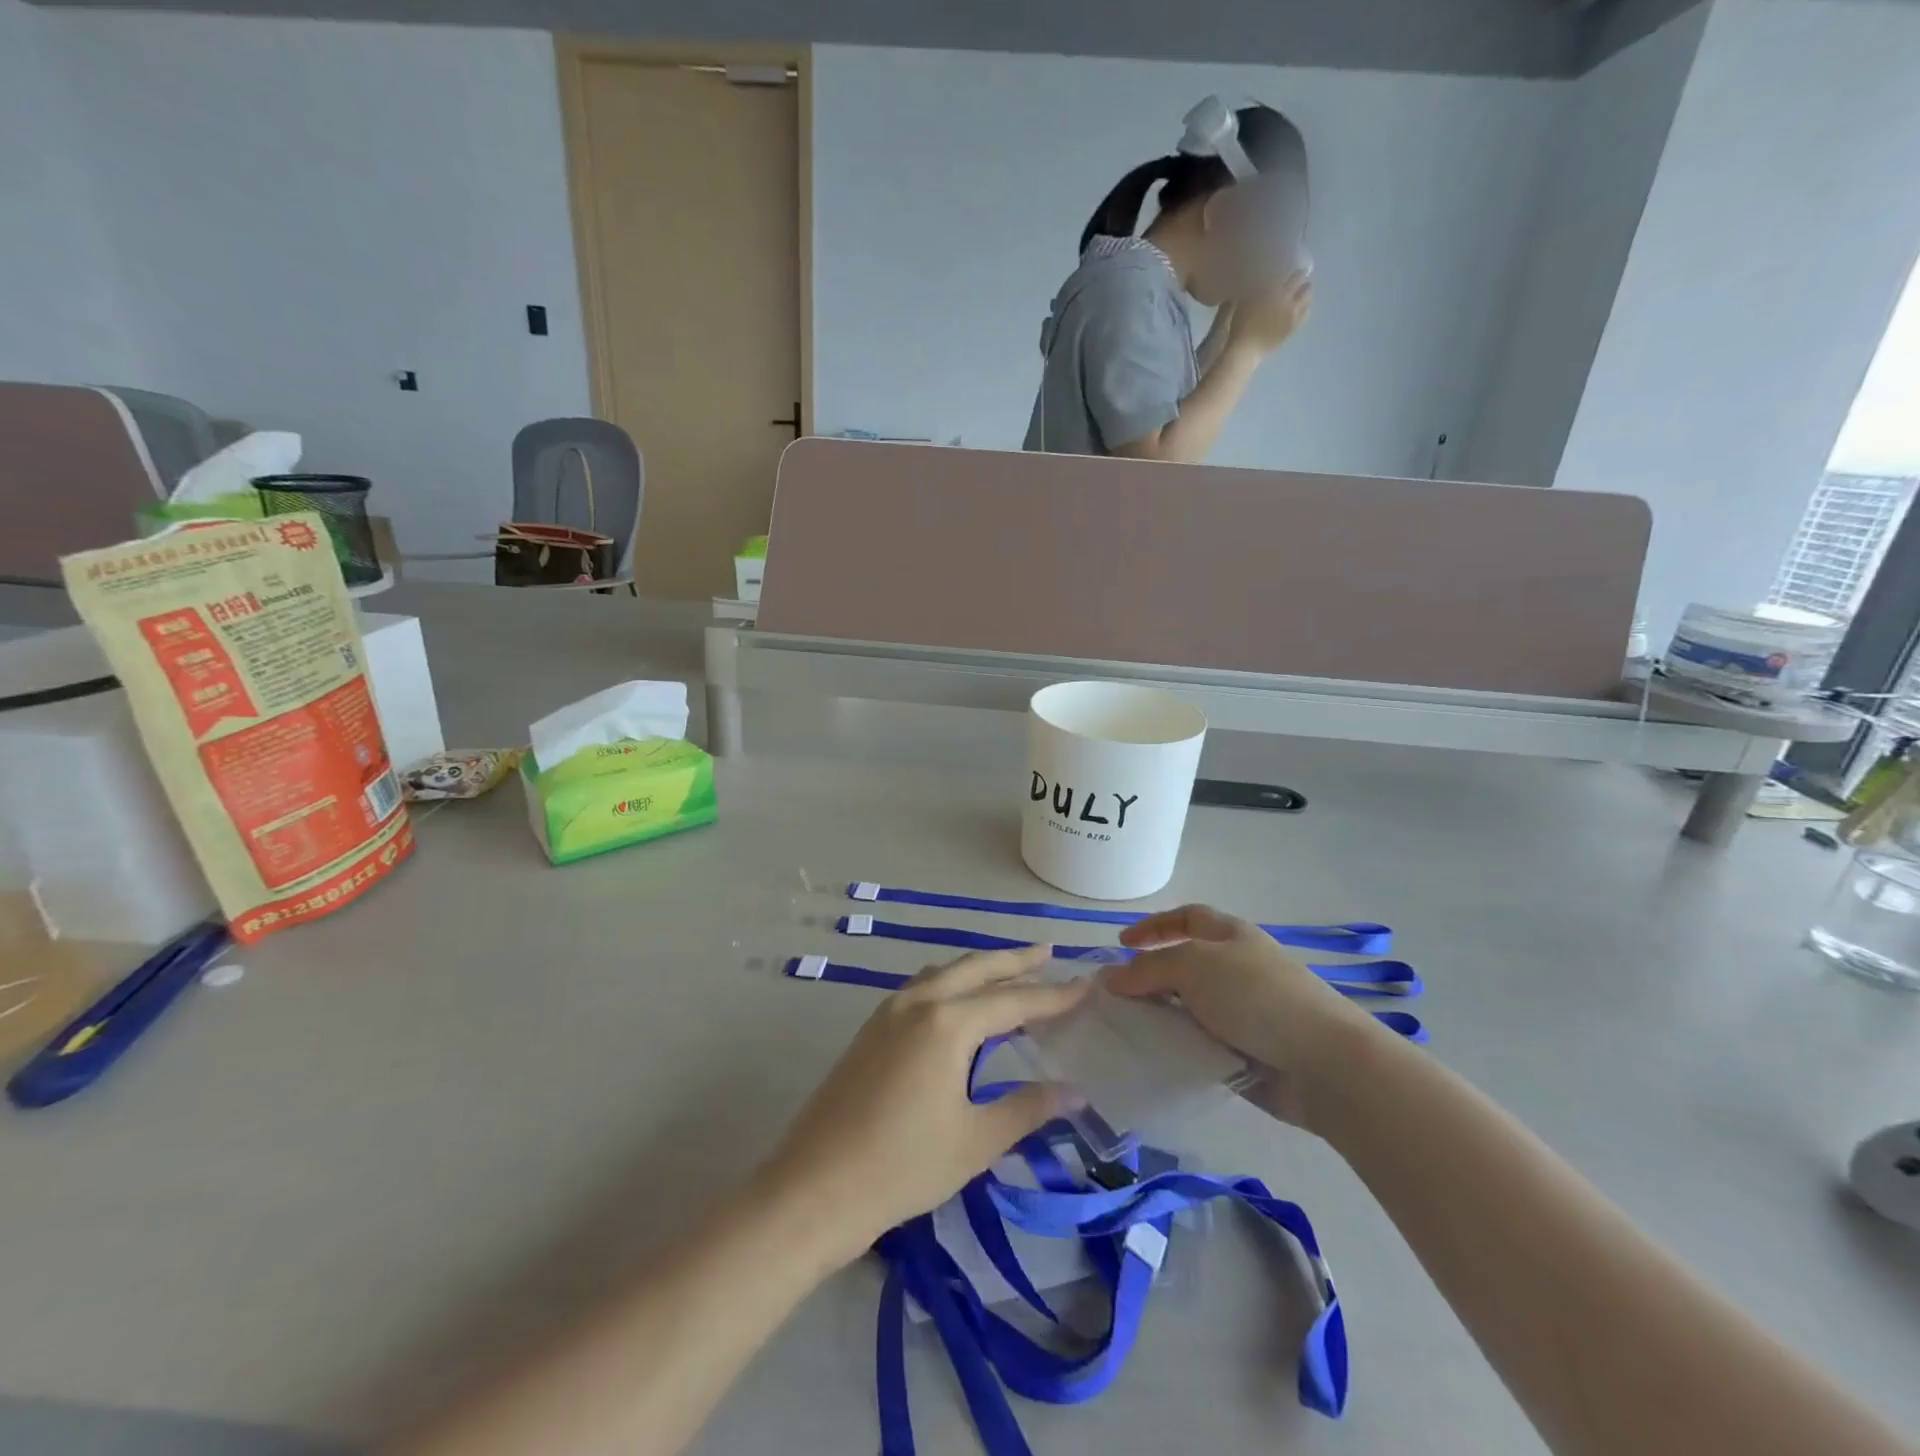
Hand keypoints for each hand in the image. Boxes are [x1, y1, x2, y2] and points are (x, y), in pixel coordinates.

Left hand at [755, 944, 1088, 1266]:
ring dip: (979, 967)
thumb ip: (1027, 1108)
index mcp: (947, 1023)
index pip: (1013, 1001)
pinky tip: (957, 1001)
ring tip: (1008, 970)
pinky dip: (951, 982)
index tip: (1086, 985)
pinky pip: (921, 988)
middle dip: (1014, 960)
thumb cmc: (902, 1166)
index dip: (1053, 995)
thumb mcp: (975, 1140)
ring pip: (944, 973)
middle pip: (975, 969)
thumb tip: (1075, 1092)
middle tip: (1048, 952)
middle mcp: (918, 1002)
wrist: (814, 1188)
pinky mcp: (870, 1029)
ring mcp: (888, 1012)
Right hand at [1106, 904, 1376, 1129]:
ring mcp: (1240, 1013)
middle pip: (1182, 967)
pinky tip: (1150, 1059)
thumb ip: (1147, 970)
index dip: (1154, 926)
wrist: (1323, 1062)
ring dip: (1157, 1018)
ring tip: (1123, 1030)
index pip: (1186, 918)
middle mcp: (1235, 970)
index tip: (1121, 944)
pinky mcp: (1242, 1054)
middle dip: (1148, 979)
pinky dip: (1174, 1050)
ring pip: (1186, 1009)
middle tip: (1114, 998)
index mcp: (1230, 937)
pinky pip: (1197, 1046)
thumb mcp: (1193, 966)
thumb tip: (1110, 977)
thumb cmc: (1257, 996)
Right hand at [1226, 270, 1312, 355]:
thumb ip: (1258, 287)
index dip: (1296, 272)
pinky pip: (1306, 314)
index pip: (1295, 275)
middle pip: (1305, 286)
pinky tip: (1302, 309)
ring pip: (1309, 299)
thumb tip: (1266, 279)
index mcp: (1277, 291)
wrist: (1246, 349)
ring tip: (1302, 295)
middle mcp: (1289, 300)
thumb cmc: (1241, 324)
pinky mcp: (1293, 328)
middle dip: (1303, 283)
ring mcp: (1293, 315)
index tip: (1293, 272)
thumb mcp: (1246, 300)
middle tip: (1298, 283)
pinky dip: (1305, 308)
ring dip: (1306, 294)